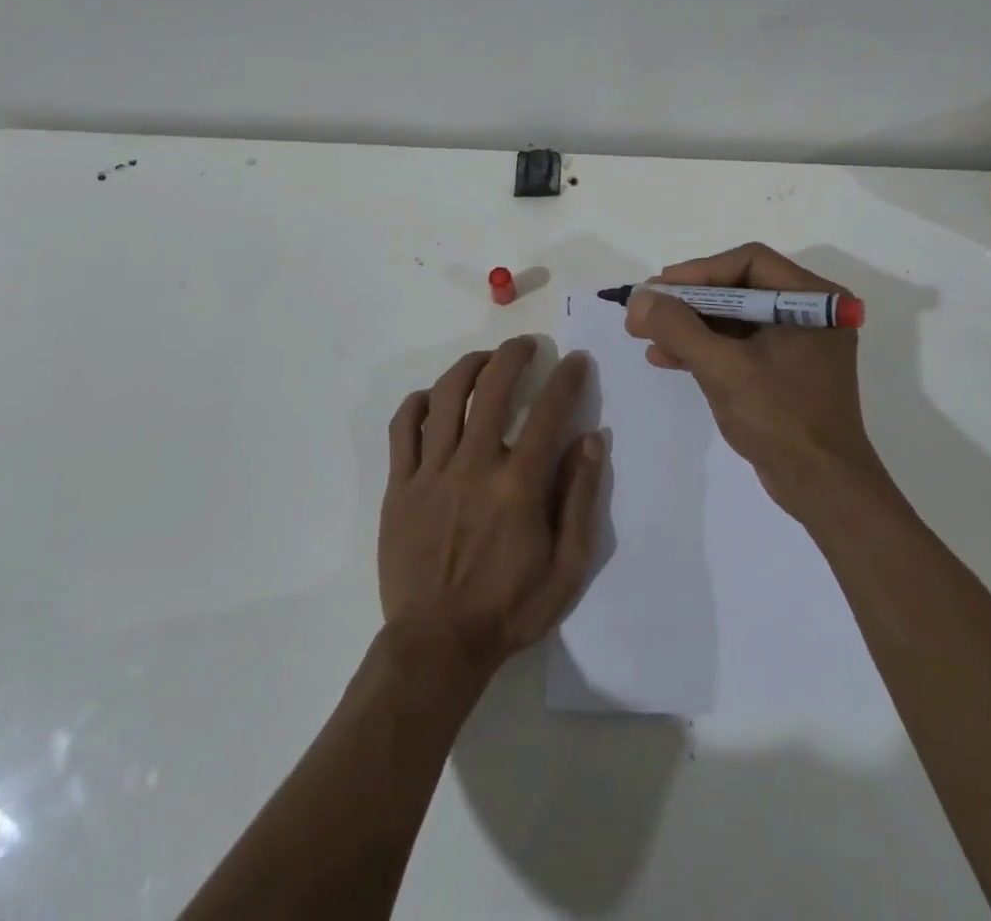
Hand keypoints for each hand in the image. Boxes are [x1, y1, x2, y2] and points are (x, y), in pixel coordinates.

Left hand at [379, 338, 604, 674]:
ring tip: (485, 360)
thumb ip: (581, 499)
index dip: (567, 379)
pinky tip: (432, 398)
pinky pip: (403, 428)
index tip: (576, 360)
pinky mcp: (399, 485)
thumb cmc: (509, 609)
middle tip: (527, 346)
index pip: (548, 413)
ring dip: (469, 367)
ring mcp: (431, 472)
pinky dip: (418, 403)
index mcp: (517, 486)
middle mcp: (474, 466)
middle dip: (513, 355)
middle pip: (492, 388)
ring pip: (445, 397)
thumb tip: (591, 440)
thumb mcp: (567, 568)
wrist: (437, 645)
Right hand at [624, 243, 890, 515]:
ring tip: (645, 334)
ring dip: (689, 325)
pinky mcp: (783, 369)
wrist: (821, 488)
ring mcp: (797, 342)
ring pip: (733, 317)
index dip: (700, 270)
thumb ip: (678, 328)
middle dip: (688, 300)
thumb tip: (638, 298)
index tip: (660, 288)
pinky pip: (738, 344)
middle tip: (646, 308)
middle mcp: (809, 312)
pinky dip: (704, 348)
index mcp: (812, 300)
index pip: (749, 262)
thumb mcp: (723, 368)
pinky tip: (666, 357)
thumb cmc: (780, 419)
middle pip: (738, 287)